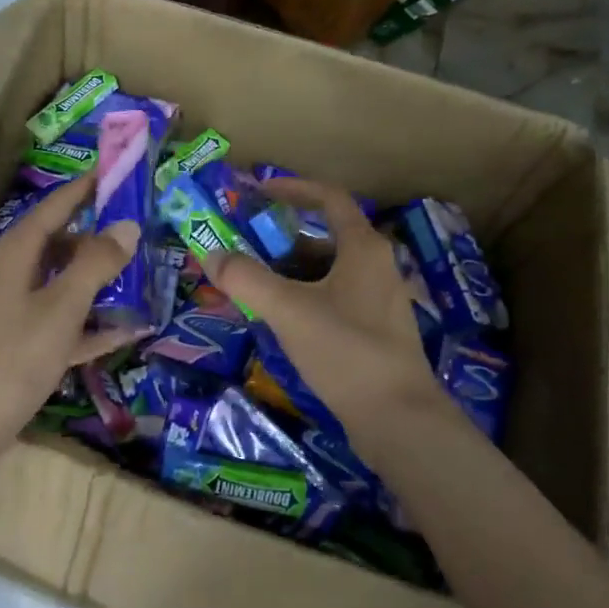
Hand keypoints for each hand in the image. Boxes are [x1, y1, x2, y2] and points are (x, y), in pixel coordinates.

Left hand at [0, 173, 140, 463]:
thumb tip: (127, 225)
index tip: (119, 168)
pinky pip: (64, 323)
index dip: (86, 187)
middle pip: (62, 243)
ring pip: (65, 283)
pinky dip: (92, 324)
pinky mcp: (22, 344)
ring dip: (102, 281)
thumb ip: (95, 264)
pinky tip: (131, 330)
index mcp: (15, 252)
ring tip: (147, 274)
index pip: (55, 205)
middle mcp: (13, 273)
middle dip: (101, 236)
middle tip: (146, 227)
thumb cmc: (12, 357)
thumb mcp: (61, 307)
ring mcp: (16, 310)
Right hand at [208, 178, 458, 464]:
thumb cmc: (346, 351)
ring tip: (253, 283)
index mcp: (363, 248)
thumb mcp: (288, 310)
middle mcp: (377, 266)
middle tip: (244, 244)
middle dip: (281, 238)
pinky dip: (304, 296)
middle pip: (324, 236)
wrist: (398, 418)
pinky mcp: (375, 330)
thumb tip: (211, 254)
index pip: (329, 199)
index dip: (293, 189)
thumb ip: (246, 279)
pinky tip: (280, 319)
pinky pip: (333, 298)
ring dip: (290, 270)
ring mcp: (379, 300)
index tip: (258, 192)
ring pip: (327, 271)